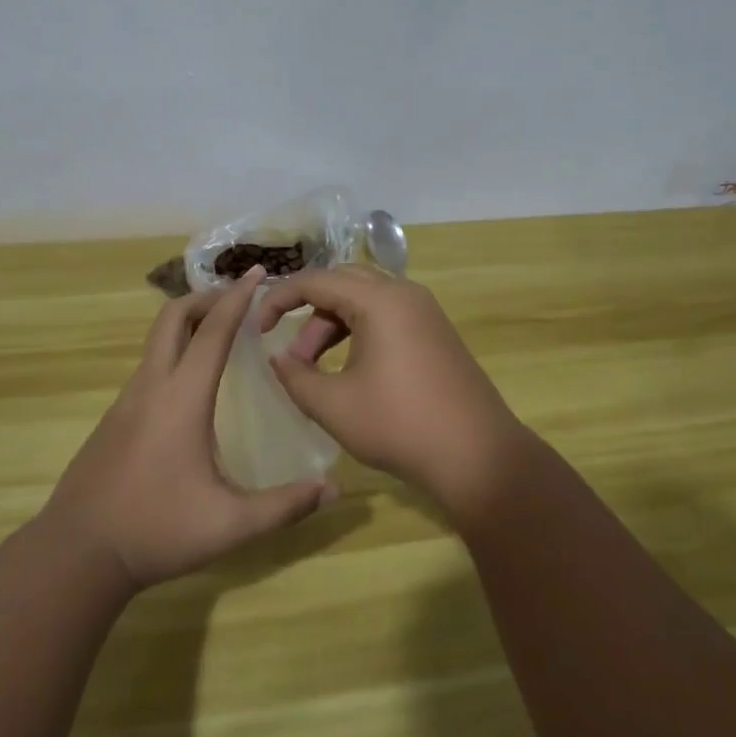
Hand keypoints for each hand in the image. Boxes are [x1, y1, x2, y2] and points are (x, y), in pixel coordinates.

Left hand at [41, 267, 337, 590]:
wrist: (77, 553)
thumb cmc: (156, 530)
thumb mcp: (229, 524)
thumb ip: (284, 506)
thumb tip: (334, 489)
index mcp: (181, 397)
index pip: (213, 331)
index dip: (237, 297)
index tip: (258, 272)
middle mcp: (151, 386)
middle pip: (172, 317)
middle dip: (206, 297)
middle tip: (238, 300)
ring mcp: (127, 400)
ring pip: (157, 340)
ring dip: (188, 324)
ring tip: (221, 335)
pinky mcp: (114, 418)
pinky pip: (149, 366)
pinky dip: (174, 352)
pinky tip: (191, 385)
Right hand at [260, 266, 525, 518]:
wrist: (478, 456)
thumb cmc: (400, 425)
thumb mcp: (334, 405)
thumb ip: (295, 376)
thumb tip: (278, 357)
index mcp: (379, 299)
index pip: (315, 280)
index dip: (278, 300)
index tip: (257, 329)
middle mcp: (403, 293)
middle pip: (342, 282)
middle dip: (308, 311)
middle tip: (291, 352)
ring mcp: (424, 311)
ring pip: (364, 299)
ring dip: (333, 325)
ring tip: (314, 370)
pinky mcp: (435, 331)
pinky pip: (386, 315)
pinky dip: (358, 332)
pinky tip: (348, 369)